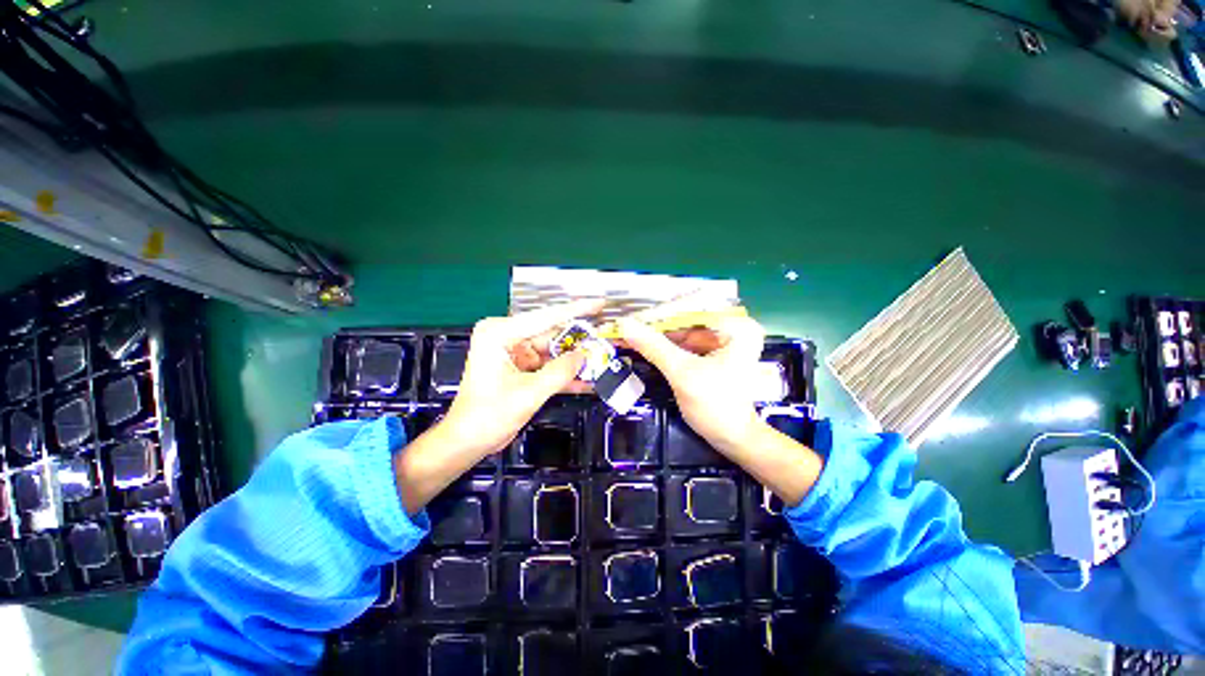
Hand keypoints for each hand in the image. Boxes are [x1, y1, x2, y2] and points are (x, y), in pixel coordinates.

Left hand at [442, 299, 604, 456]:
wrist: (467, 442)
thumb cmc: (488, 416)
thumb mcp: (529, 393)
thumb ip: (560, 372)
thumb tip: (586, 355)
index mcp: (500, 333)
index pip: (545, 317)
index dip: (576, 310)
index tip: (600, 303)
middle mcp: (508, 337)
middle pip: (552, 335)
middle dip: (579, 342)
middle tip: (606, 341)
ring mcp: (516, 353)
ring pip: (554, 352)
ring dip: (575, 360)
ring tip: (603, 361)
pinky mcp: (522, 368)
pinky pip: (549, 366)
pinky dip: (565, 374)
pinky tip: (587, 380)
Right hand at [617, 315, 765, 453]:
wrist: (734, 440)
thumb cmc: (715, 406)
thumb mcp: (682, 373)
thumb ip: (654, 347)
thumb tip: (624, 324)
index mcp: (736, 326)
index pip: (692, 307)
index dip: (660, 311)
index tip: (632, 314)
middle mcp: (732, 328)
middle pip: (687, 318)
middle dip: (657, 323)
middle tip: (627, 323)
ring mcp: (724, 341)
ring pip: (683, 330)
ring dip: (657, 334)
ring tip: (629, 331)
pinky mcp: (714, 354)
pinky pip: (685, 343)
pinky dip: (665, 345)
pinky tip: (644, 344)